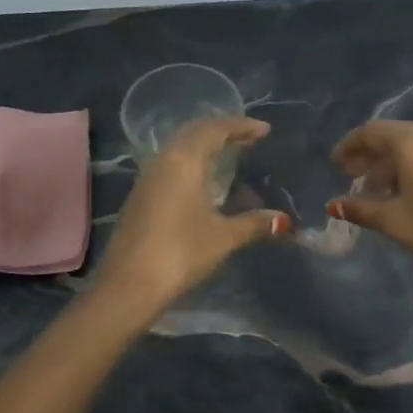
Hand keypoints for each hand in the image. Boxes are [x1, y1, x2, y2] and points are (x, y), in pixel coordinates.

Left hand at [95, 116, 290, 314]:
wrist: (128, 285)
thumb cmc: (180, 253)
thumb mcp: (223, 237)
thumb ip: (254, 223)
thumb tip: (283, 220)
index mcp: (184, 161)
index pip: (215, 130)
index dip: (241, 126)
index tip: (265, 130)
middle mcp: (163, 161)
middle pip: (194, 133)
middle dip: (223, 131)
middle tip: (249, 138)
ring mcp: (147, 178)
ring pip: (179, 148)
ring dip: (205, 145)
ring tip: (230, 154)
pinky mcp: (140, 196)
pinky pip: (170, 164)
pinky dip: (192, 161)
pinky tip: (204, 180)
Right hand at [327, 120, 412, 288]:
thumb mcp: (395, 221)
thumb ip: (361, 209)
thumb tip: (334, 205)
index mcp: (412, 140)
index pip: (371, 132)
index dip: (349, 146)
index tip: (335, 165)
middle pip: (393, 137)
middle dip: (369, 156)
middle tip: (351, 178)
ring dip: (391, 166)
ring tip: (376, 193)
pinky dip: (412, 169)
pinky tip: (407, 195)